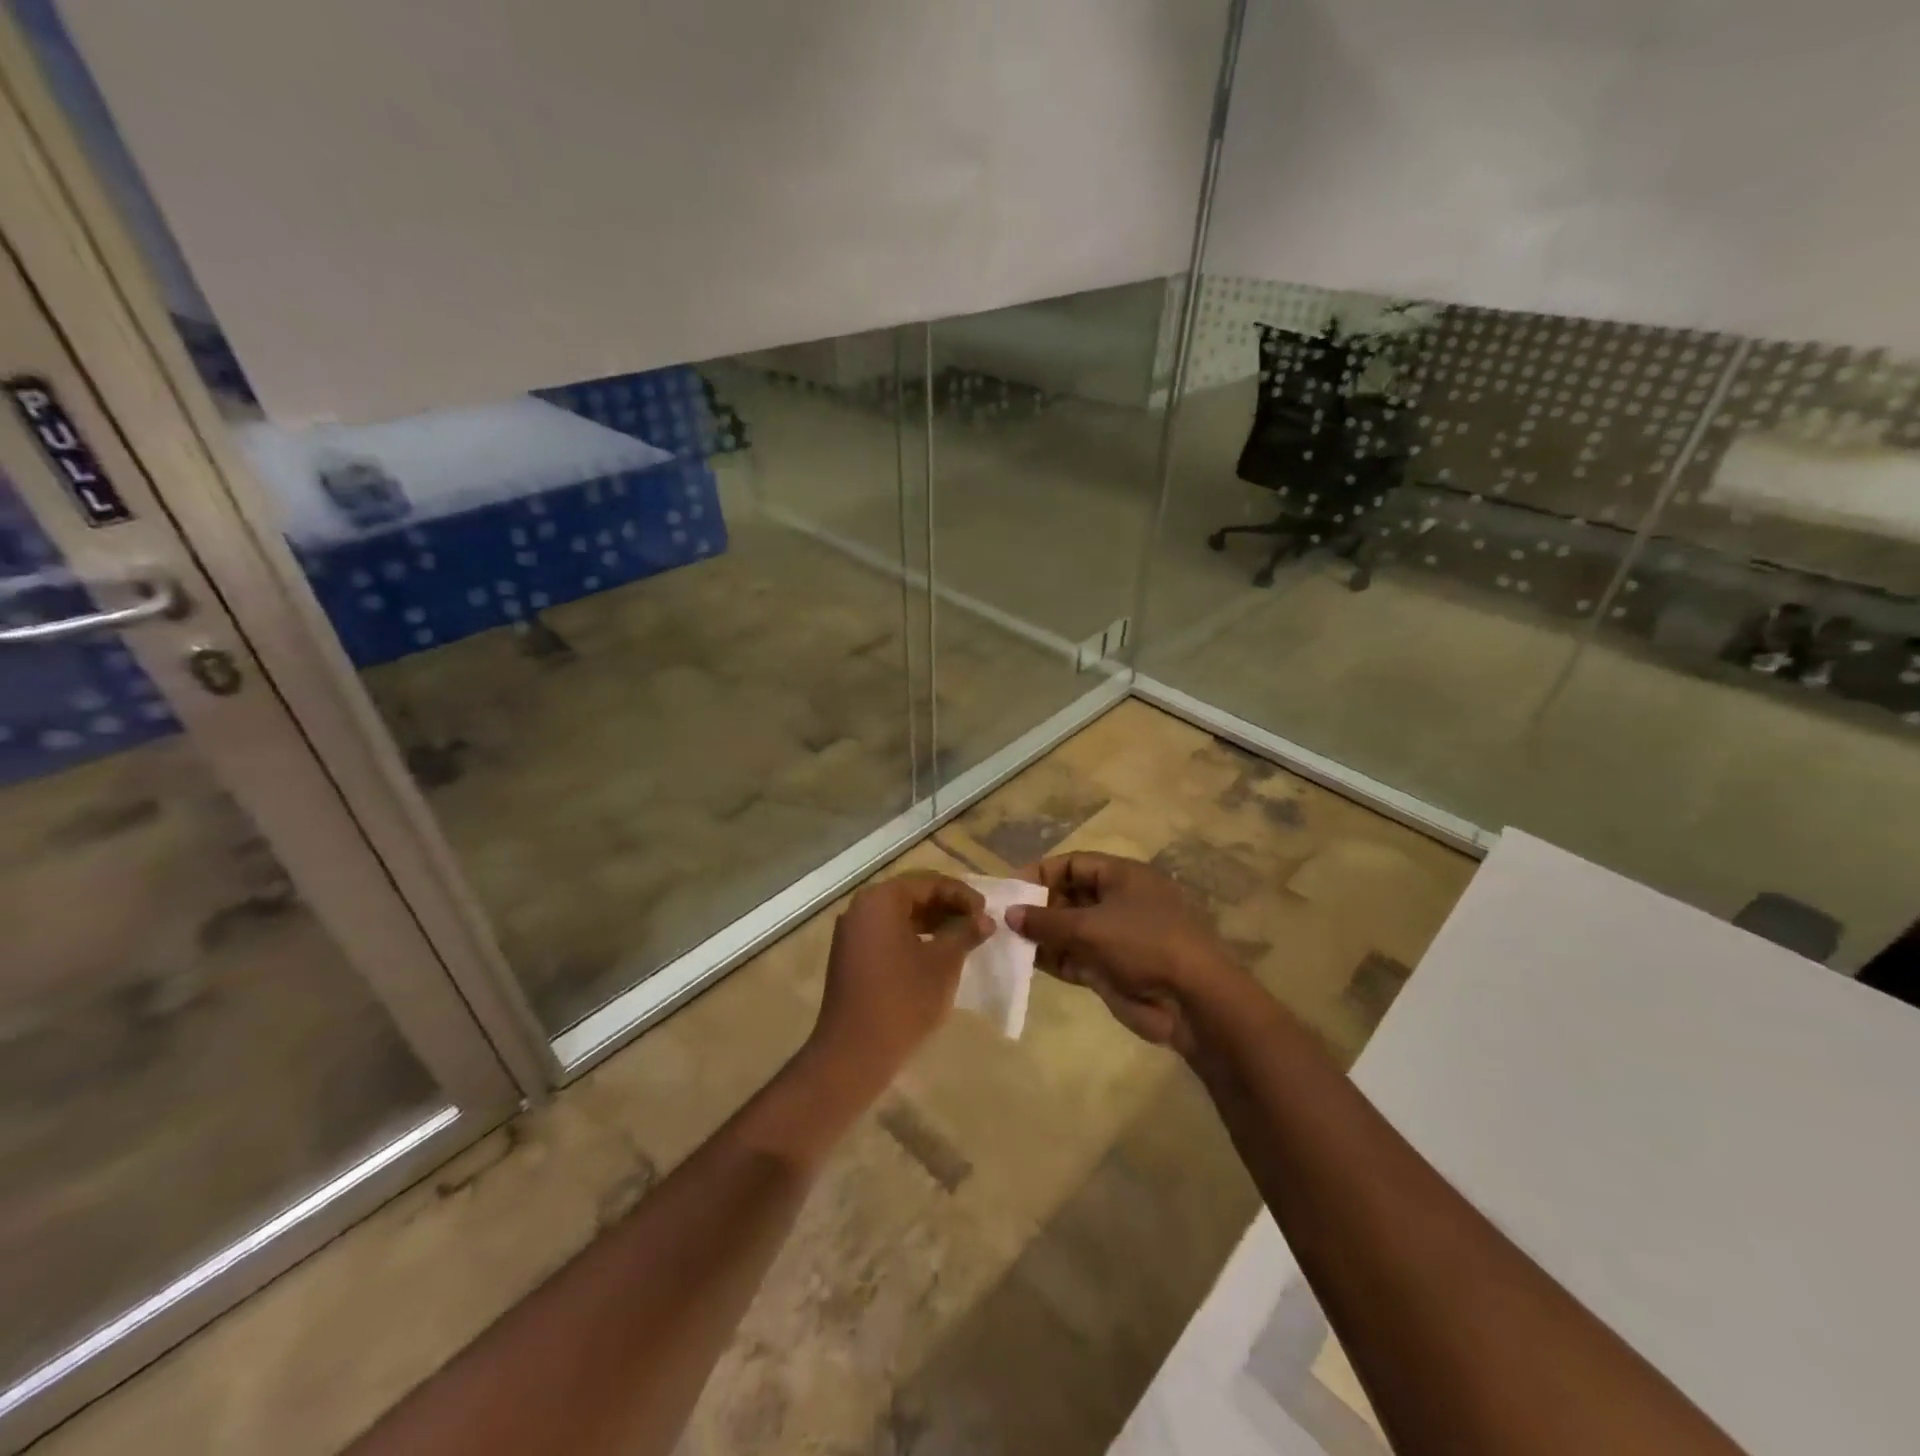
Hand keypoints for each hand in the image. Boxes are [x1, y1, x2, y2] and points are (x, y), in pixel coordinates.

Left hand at [807, 871, 991, 1094]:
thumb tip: (985, 919)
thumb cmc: (903, 999)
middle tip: (978, 923)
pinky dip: (914, 938)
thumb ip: (964, 932)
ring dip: (932, 923)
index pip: (928, 882)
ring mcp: (852, 934)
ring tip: (963, 939)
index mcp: (881, 899)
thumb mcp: (943, 962)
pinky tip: (936, 955)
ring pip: (900, 916)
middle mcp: (861, 908)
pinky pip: (887, 935)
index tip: (987, 912)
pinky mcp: (850, 957)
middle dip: (947, 907)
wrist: (854, 1053)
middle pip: (912, 896)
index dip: (961, 895)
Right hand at [1008, 853, 1239, 1056]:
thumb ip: (1046, 920)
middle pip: (1070, 896)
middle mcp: (1119, 902)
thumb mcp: (1091, 927)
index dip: (1041, 873)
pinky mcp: (1112, 969)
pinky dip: (1052, 958)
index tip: (1011, 888)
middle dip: (1038, 907)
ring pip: (1070, 930)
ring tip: (1006, 941)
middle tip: (1003, 918)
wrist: (1193, 1001)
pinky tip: (1024, 962)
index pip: (1074, 864)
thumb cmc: (1145, 944)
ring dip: (1041, 935)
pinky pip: (1075, 957)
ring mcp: (1116, 937)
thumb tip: (1010, 913)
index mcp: (1123, 877)